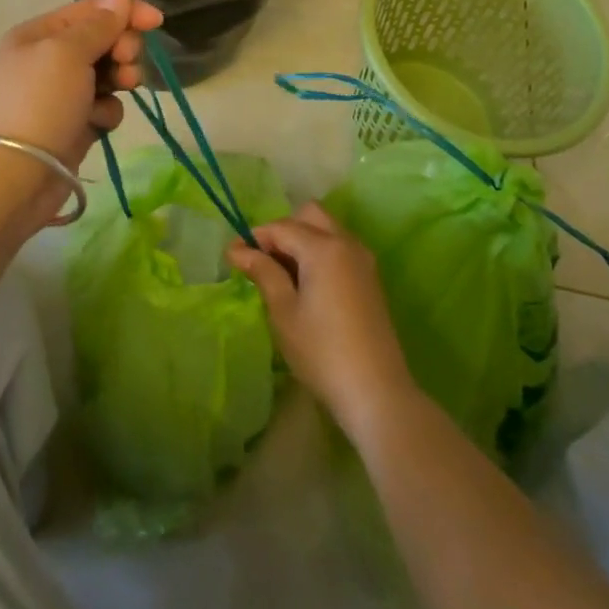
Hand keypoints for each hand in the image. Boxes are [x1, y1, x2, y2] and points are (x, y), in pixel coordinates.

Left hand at [0, 0, 164, 173]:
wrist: (12, 178)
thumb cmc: (39, 103)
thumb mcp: (68, 52)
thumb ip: (99, 24)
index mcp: (39, 34)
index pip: (91, 10)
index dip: (125, 12)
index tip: (157, 22)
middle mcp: (47, 60)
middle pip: (101, 41)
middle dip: (122, 48)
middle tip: (126, 62)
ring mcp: (60, 95)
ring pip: (106, 74)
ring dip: (119, 79)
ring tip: (120, 90)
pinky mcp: (72, 126)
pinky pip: (102, 108)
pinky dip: (105, 112)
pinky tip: (97, 123)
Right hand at [227, 203, 419, 439]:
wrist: (376, 392)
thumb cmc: (322, 351)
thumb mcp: (284, 311)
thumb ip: (263, 272)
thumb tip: (238, 249)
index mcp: (324, 247)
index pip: (281, 227)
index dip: (254, 237)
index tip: (231, 256)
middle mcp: (347, 243)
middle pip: (309, 215)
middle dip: (282, 230)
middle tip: (262, 261)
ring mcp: (363, 260)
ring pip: (327, 230)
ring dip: (302, 240)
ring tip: (281, 275)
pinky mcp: (370, 278)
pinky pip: (339, 249)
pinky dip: (319, 253)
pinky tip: (306, 285)